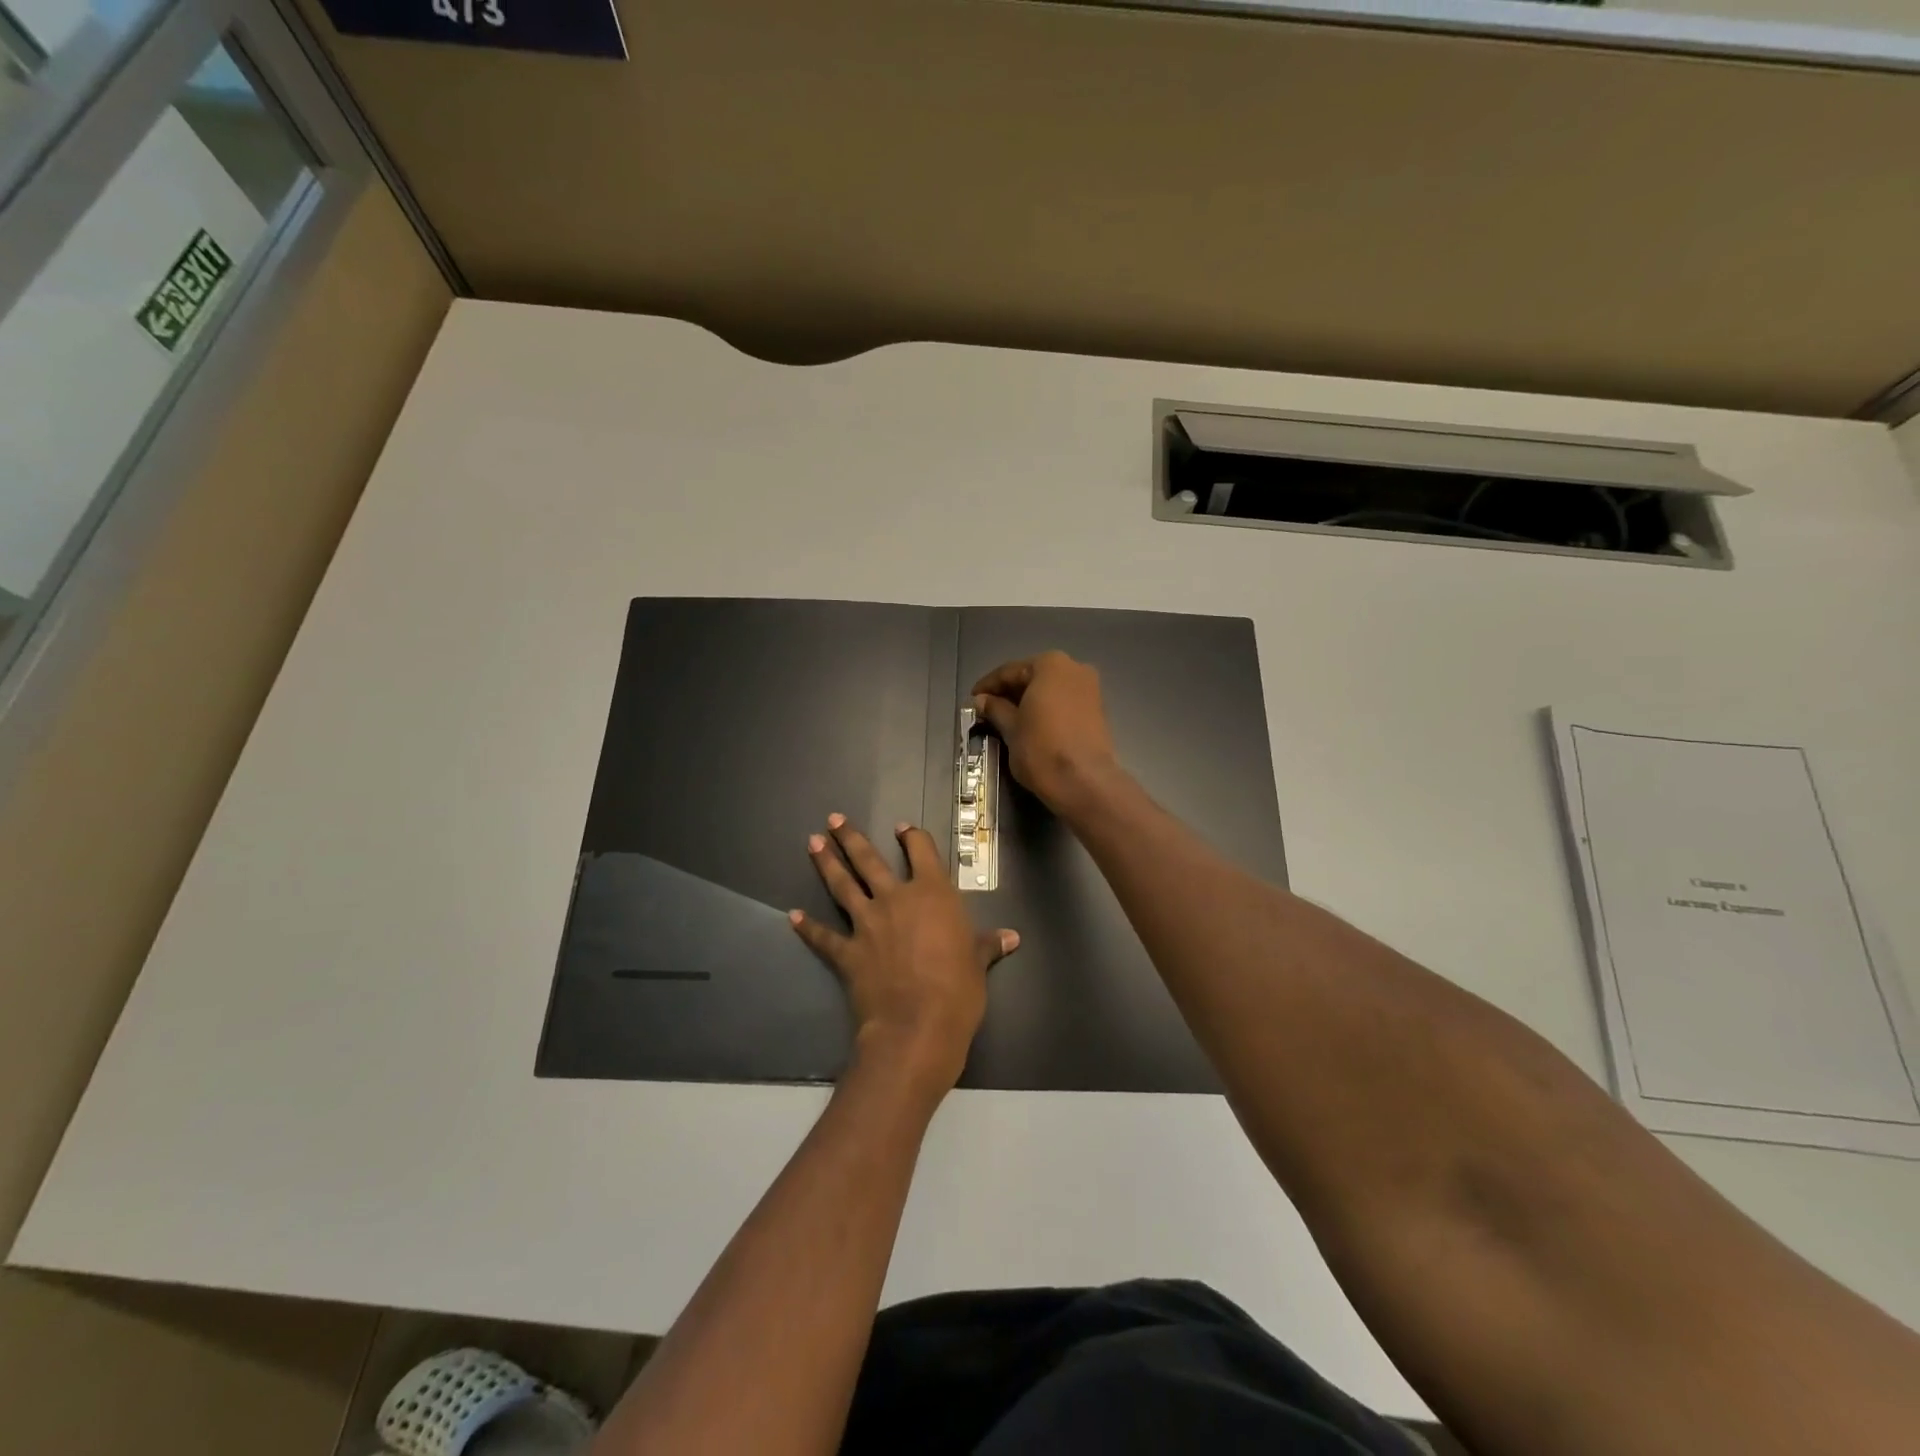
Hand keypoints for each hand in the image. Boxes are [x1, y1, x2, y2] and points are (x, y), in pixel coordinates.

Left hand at [790, 814, 1017, 1095]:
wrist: (917, 1025)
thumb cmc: (958, 989)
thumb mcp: (978, 963)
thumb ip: (989, 944)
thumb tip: (1012, 937)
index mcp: (932, 894)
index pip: (921, 852)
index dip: (912, 837)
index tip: (902, 828)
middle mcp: (896, 899)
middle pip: (869, 860)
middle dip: (850, 838)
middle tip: (833, 819)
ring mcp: (867, 923)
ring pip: (842, 886)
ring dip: (826, 863)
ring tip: (812, 843)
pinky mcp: (847, 952)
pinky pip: (823, 936)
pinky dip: (807, 926)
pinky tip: (792, 915)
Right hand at [971, 651, 1121, 815]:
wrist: (1084, 782)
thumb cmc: (1041, 748)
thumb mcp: (1011, 727)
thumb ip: (995, 708)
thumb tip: (981, 700)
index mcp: (1050, 664)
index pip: (1010, 671)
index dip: (988, 686)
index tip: (972, 700)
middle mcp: (1074, 668)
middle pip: (1032, 677)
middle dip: (1009, 693)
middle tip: (987, 711)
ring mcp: (1090, 688)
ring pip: (1050, 690)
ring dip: (1028, 702)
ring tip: (1006, 720)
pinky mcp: (1098, 710)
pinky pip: (1064, 703)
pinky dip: (1046, 710)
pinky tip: (1031, 725)